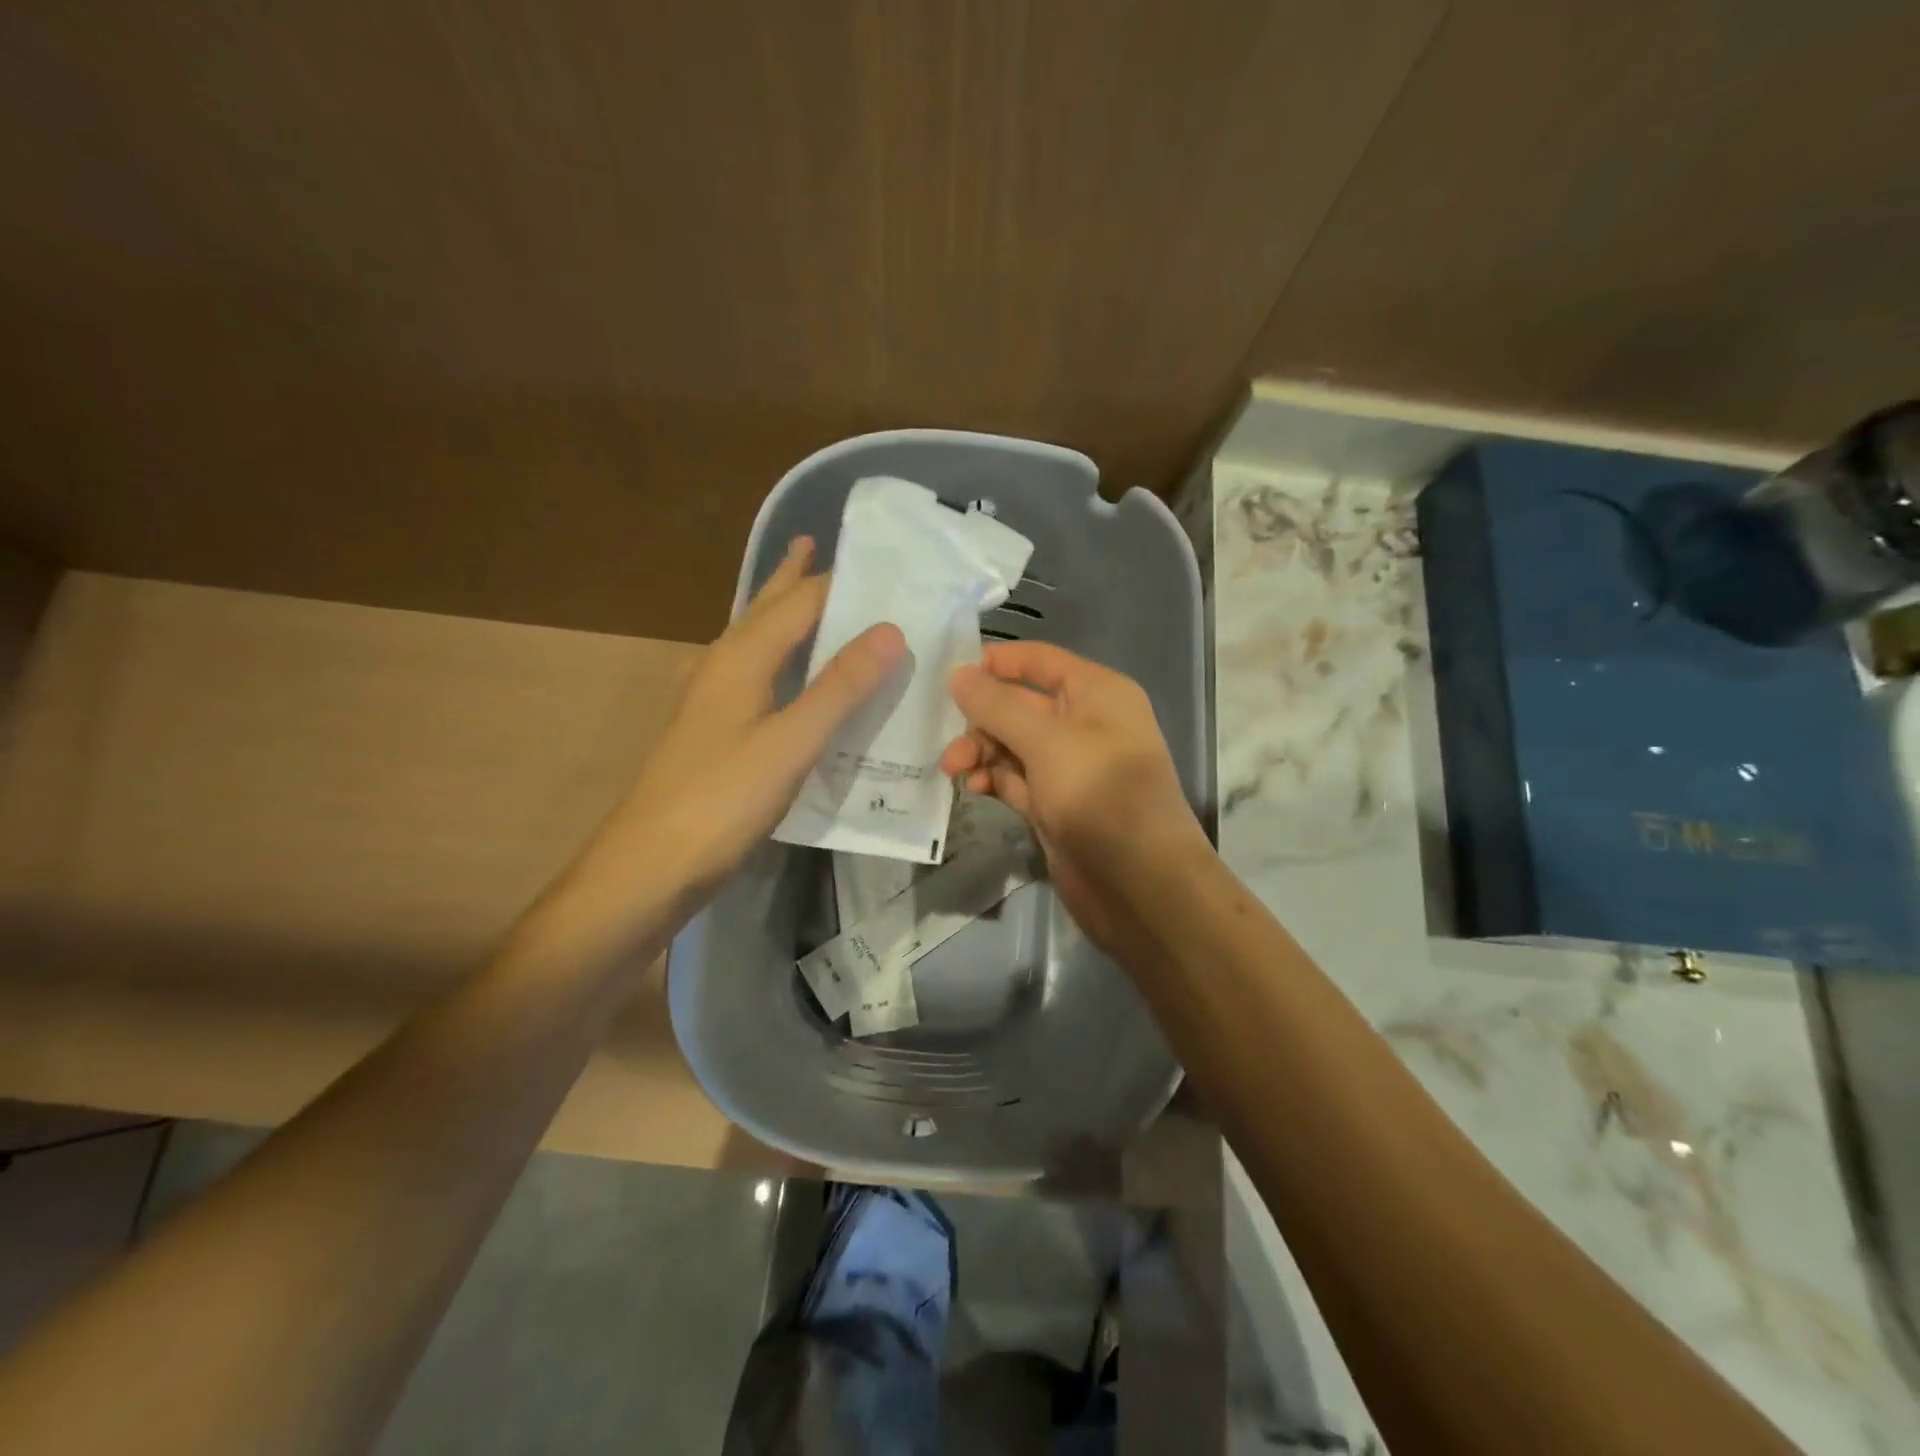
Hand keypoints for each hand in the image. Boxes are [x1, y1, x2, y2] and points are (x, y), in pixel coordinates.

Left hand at [581, 537, 905, 914]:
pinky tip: (783, 675)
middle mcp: (722, 666)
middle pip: (764, 609)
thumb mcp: (791, 742)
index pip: (799, 602)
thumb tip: (891, 630)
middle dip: (791, 577)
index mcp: (741, 658)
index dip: (838, 580)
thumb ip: (839, 686)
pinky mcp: (714, 731)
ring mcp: (712, 699)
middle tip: (817, 544)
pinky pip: (754, 675)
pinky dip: (777, 659)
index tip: (881, 564)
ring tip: (807, 597)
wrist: (651, 864)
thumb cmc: (722, 799)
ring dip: (781, 614)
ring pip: (754, 640)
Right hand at [938, 642, 1208, 952]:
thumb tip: (959, 673)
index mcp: (1097, 694)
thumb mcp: (1047, 742)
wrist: (1141, 887)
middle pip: (1019, 705)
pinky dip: (992, 780)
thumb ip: (999, 706)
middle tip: (947, 743)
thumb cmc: (1101, 796)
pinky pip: (1015, 779)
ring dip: (981, 752)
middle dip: (980, 719)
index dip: (997, 662)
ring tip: (954, 771)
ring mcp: (1069, 768)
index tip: (950, 675)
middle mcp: (1085, 724)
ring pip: (1012, 745)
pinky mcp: (1055, 806)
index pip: (1040, 661)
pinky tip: (972, 789)